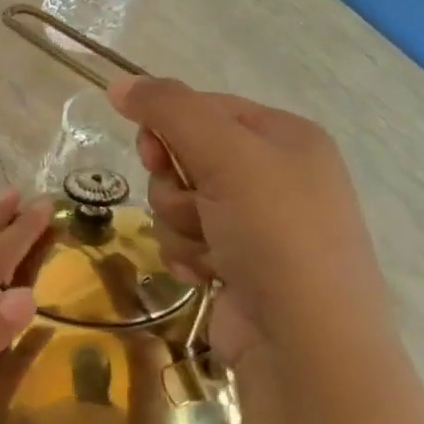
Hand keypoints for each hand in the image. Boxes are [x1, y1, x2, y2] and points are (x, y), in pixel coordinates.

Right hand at [107, 76, 395, 370]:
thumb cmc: (275, 234)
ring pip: (176, 201)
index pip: (201, 107)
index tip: (155, 154)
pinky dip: (188, 254)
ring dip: (180, 224)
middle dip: (175, 185)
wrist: (305, 341)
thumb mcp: (225, 155)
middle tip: (196, 204)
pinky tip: (210, 274)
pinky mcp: (237, 261)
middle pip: (183, 156)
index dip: (168, 128)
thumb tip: (118, 82)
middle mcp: (273, 173)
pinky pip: (184, 238)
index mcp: (284, 135)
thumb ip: (168, 110)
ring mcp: (256, 222)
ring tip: (212, 248)